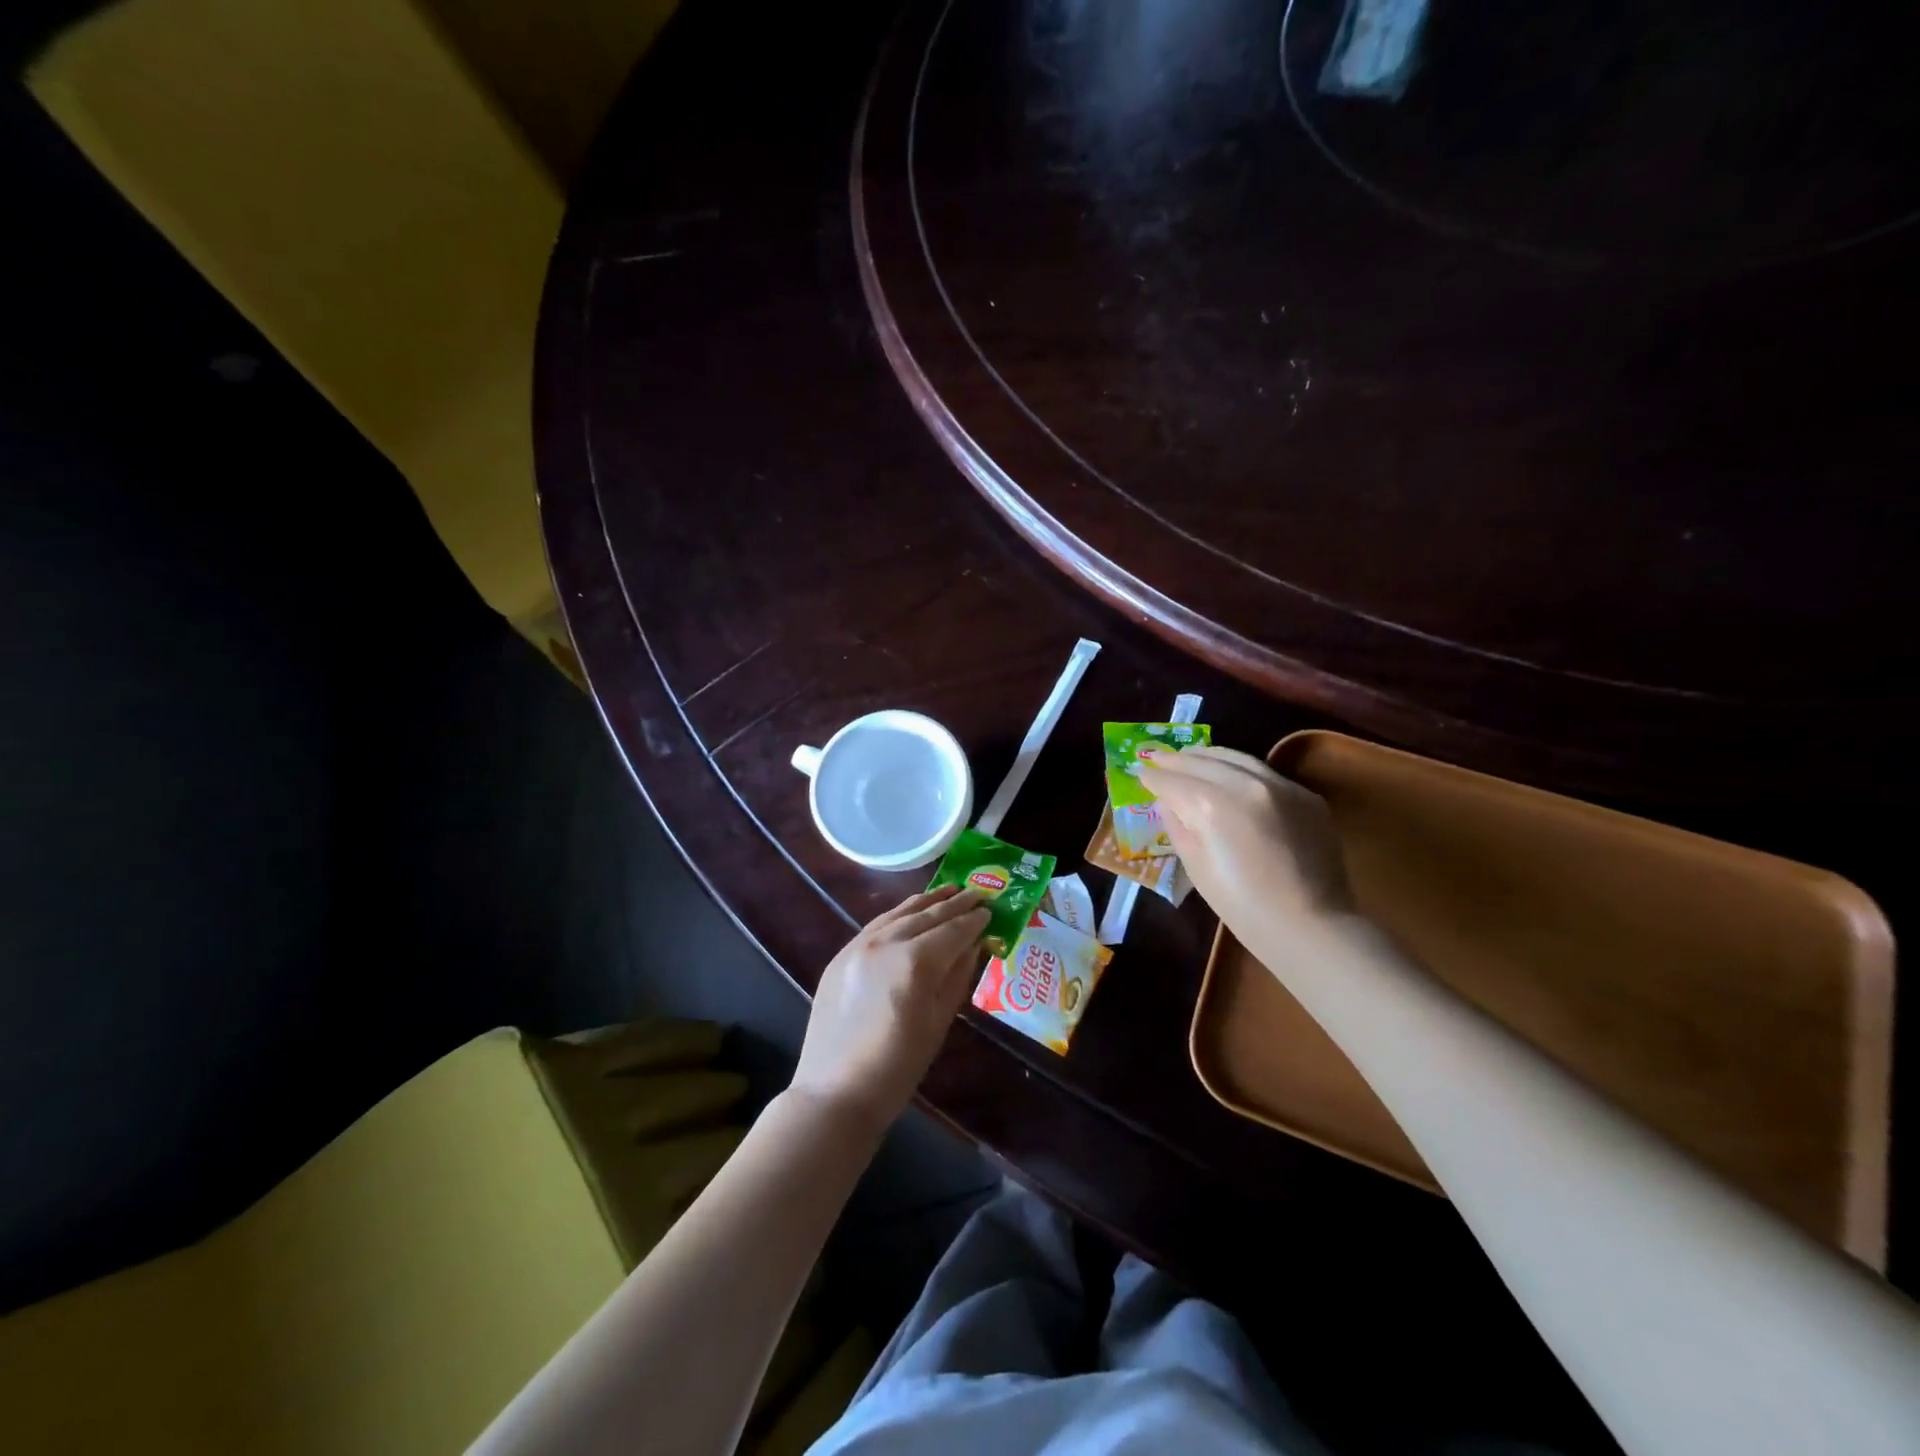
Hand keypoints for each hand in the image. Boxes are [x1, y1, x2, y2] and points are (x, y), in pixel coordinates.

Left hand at [791, 886, 989, 1134]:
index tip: (991, 910)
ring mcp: (858, 945)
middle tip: (978, 893)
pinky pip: (877, 924)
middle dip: (955, 904)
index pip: (952, 931)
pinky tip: (911, 911)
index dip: (974, 921)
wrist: (836, 1092)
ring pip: (899, 913)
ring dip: (927, 902)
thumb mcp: (938, 1022)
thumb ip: (957, 976)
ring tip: (949, 890)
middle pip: (926, 915)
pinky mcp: (841, 954)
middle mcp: (885, 942)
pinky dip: (899, 914)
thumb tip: (974, 945)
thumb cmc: (898, 1068)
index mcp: (914, 962)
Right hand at [1136, 744, 1354, 934]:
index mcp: (1212, 806)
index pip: (1173, 781)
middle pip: (1203, 761)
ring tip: (1190, 757)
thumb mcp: (1196, 867)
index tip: (1140, 772)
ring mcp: (1280, 785)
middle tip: (1157, 757)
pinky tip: (1232, 777)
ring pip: (1236, 758)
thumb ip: (1177, 826)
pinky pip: (1265, 773)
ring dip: (1208, 756)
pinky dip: (1241, 771)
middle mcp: (1246, 784)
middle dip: (1176, 759)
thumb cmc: (1242, 906)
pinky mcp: (1305, 795)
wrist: (1310, 925)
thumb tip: (1168, 801)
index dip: (1153, 777)